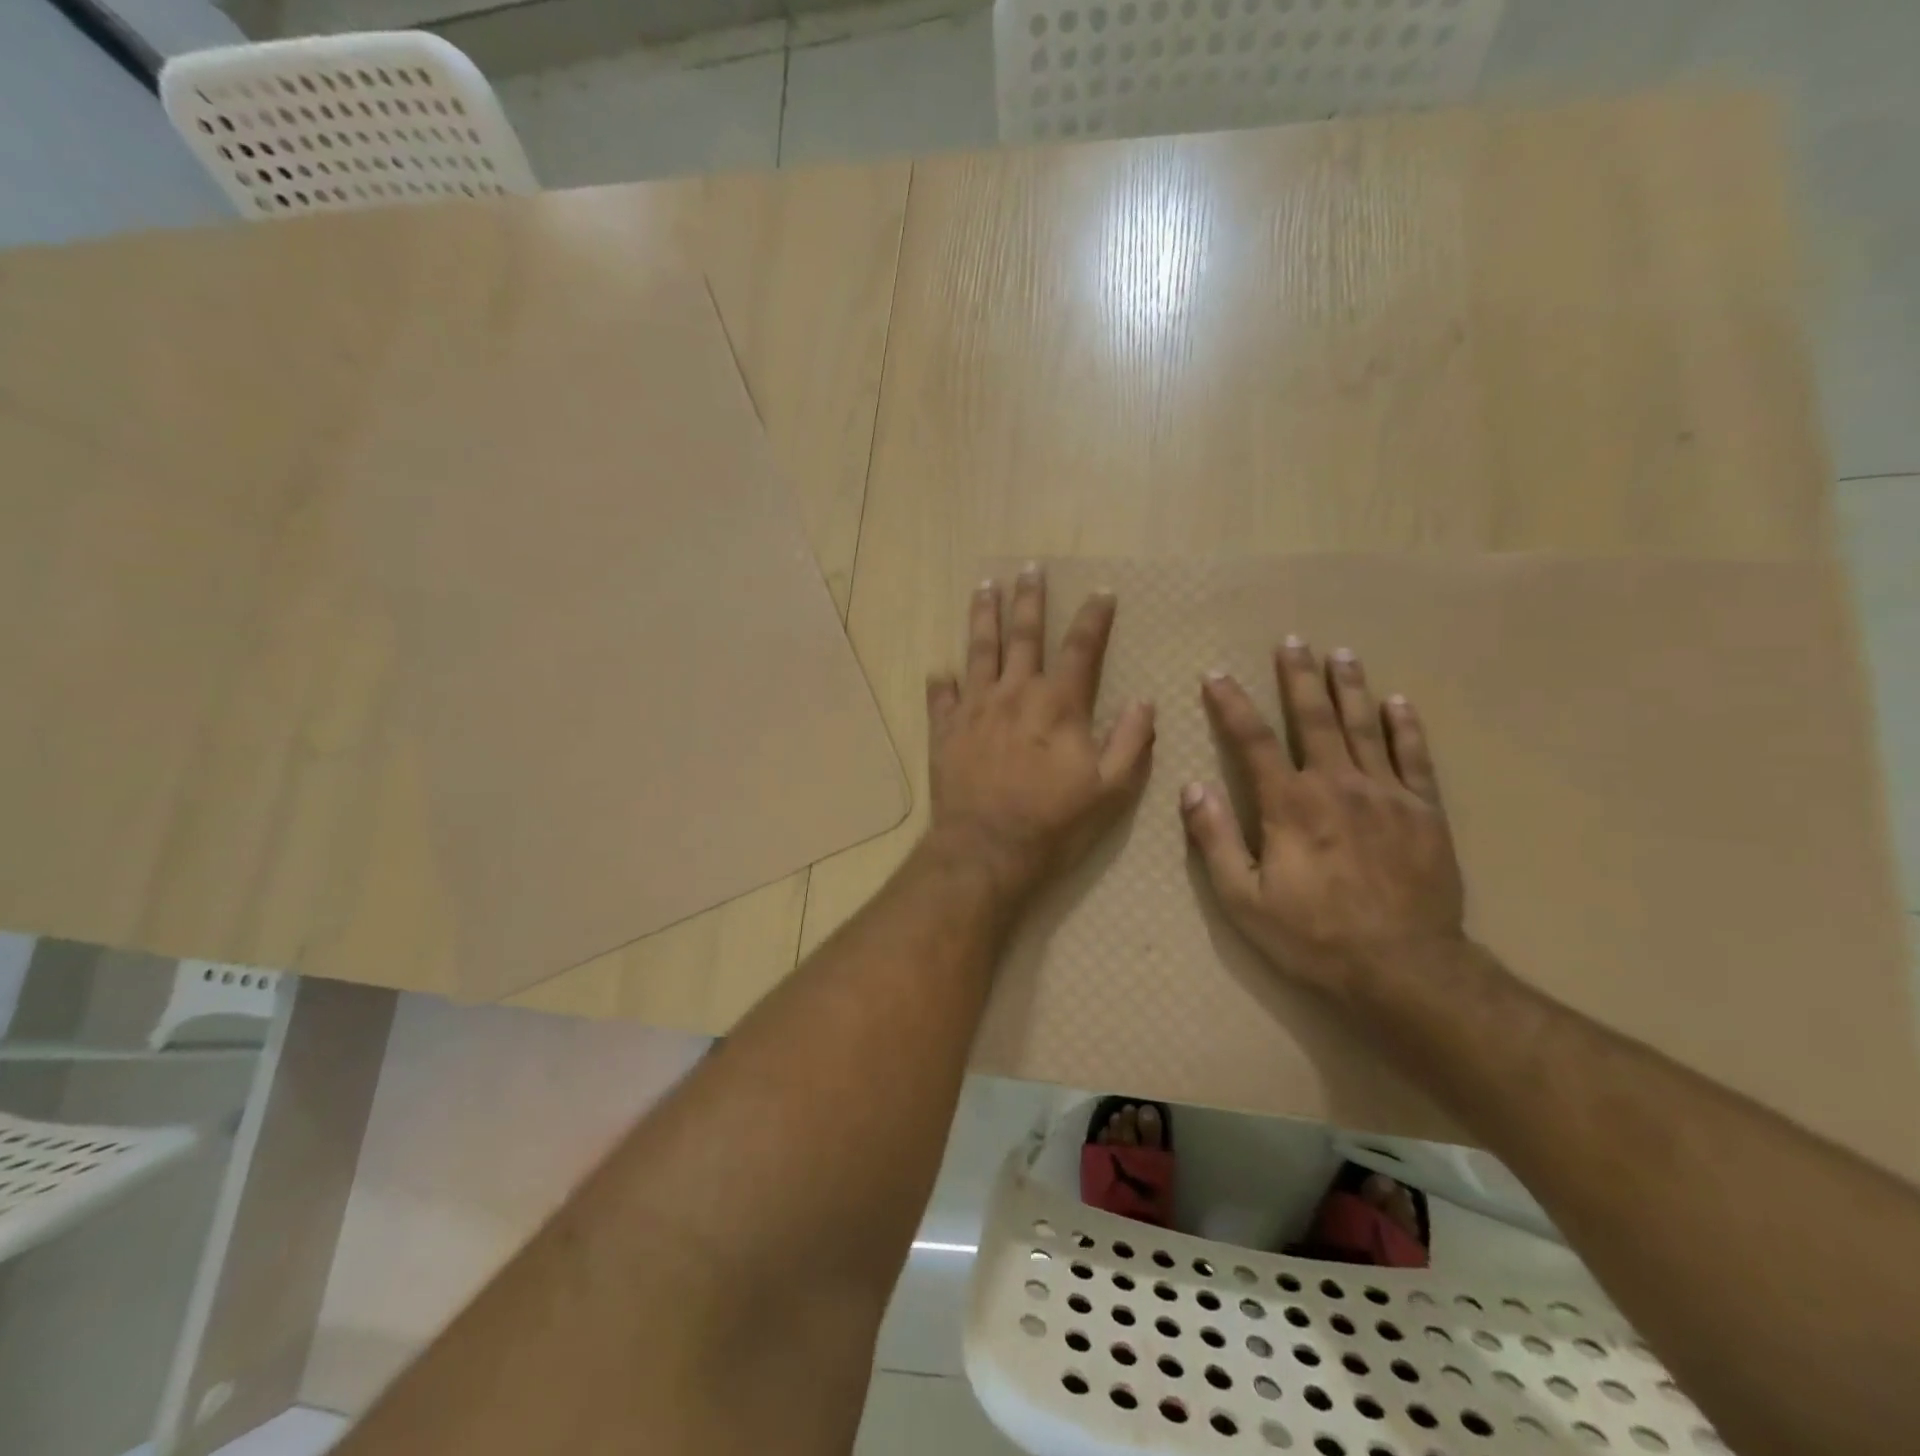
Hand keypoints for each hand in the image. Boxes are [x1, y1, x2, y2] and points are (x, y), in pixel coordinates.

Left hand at [925, 568, 1155, 902]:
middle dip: (1030, 599)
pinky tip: (940, 669)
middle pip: (1024, 635)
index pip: (1082, 648)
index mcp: (1058, 704)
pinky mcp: (945, 731)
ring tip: (984, 588)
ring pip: (979, 651)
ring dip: (983, 617)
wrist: (986, 850)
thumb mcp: (1110, 791)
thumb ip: (1131, 743)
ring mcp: (975, 709)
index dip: (1094, 618)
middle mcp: (1015, 694)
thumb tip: (1145, 702)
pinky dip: (941, 681)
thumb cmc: (1053, 823)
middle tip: (1029, 569)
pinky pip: (941, 697)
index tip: (1101, 592)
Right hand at [1180, 637, 1465, 1004]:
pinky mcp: (1424, 812)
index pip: (1252, 740)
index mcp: (1290, 804)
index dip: (1231, 704)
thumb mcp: (1243, 899)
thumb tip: (1193, 788)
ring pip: (1365, 726)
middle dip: (1299, 677)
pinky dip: (1406, 727)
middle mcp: (1337, 785)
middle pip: (1314, 718)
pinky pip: (1414, 757)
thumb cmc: (1313, 937)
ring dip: (1350, 687)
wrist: (1405, 969)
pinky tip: (1399, 702)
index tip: (1216, 675)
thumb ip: (1216, 839)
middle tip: (1292, 641)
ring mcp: (1386, 794)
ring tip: (1341, 653)